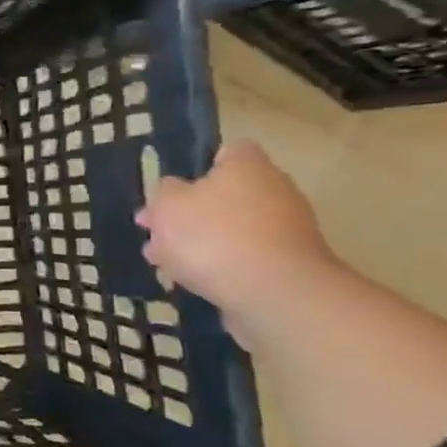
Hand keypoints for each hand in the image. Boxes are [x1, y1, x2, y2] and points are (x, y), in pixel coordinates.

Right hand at [136, 142, 336, 318]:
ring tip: (164, 262)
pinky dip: (221, 266)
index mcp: (248, 166)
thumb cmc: (213, 236)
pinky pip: (245, 257)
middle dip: (191, 213)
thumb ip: (164, 192)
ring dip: (201, 242)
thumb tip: (173, 190)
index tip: (172, 189)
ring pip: (232, 229)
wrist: (275, 294)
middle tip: (157, 232)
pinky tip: (192, 281)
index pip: (227, 152)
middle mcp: (275, 190)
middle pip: (226, 195)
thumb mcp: (167, 206)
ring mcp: (288, 229)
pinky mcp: (289, 265)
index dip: (198, 167)